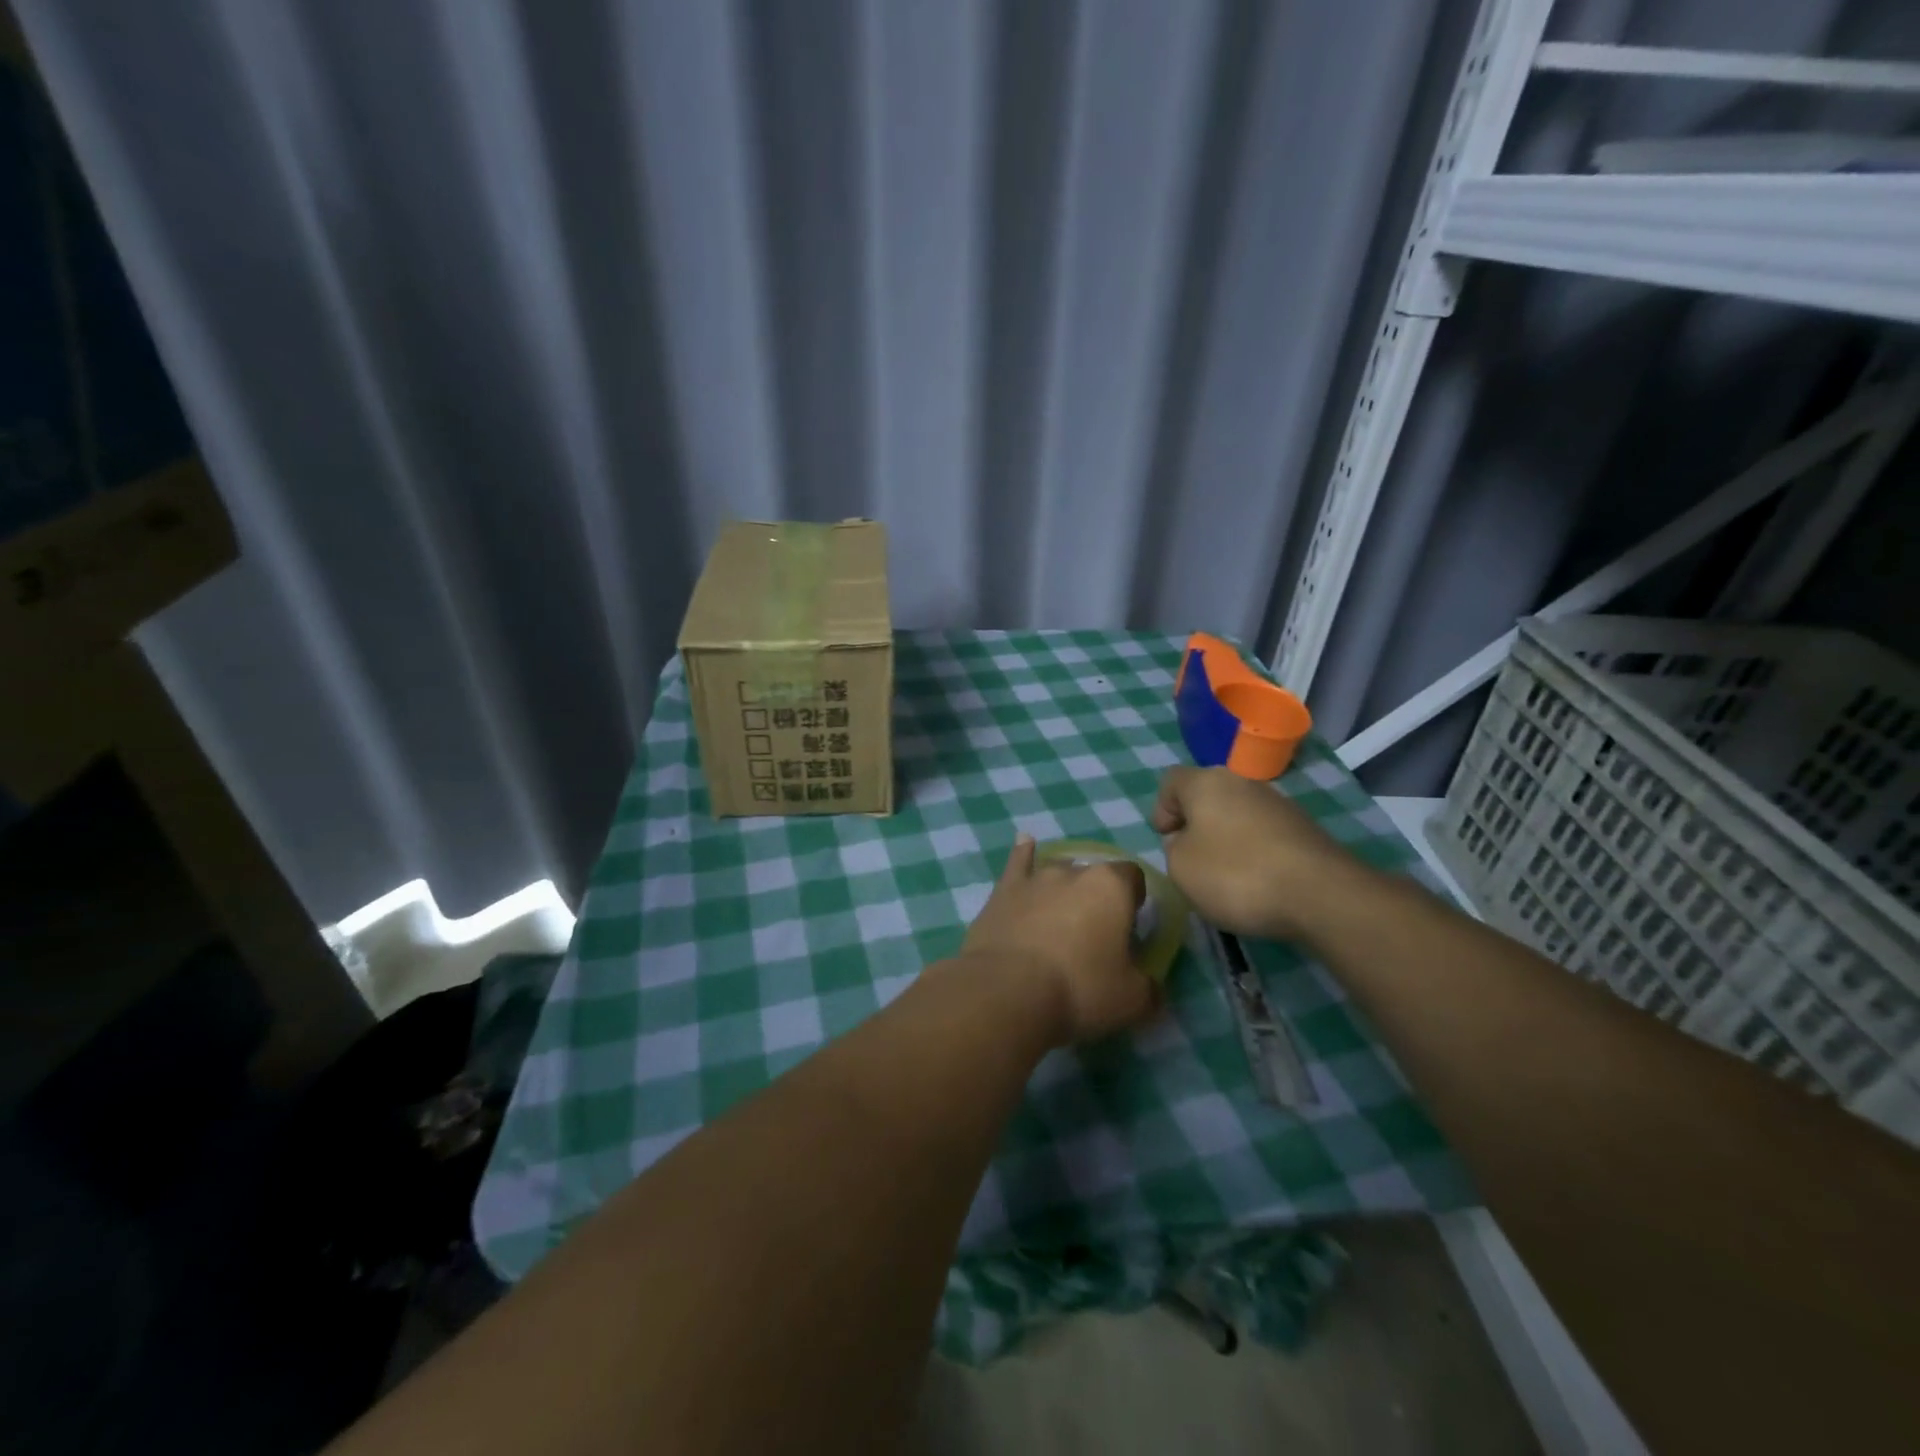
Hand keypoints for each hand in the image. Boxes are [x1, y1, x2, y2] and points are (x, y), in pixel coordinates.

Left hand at [959, 835, 1158, 1044]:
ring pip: (1058, 872)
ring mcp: (1035, 878)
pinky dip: (1023, 853)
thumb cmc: (1078, 989)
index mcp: (1111, 887)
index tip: (1130, 926)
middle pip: (1094, 876)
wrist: (1006, 990)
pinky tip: (1024, 841)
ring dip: (1064, 888)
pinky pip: (1017, 863)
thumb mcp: (1132, 1001)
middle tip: (1094, 934)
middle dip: (1097, 898)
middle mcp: (1073, 872)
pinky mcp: (1003, 891)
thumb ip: (1149, 987)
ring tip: (1062, 914)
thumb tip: (1151, 986)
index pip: (1133, 877)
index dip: (1134, 898)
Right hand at [1151, 766, 1368, 941]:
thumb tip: (1188, 840)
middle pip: (1207, 796)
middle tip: (1193, 860)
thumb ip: (1173, 848)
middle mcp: (1242, 782)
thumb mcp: (1180, 868)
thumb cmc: (1236, 874)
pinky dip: (1255, 852)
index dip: (1162, 809)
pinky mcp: (1304, 828)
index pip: (1170, 781)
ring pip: (1238, 815)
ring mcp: (1278, 803)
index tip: (1167, 841)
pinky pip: (1264, 834)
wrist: (1320, 894)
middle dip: (1197, 825)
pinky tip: (1258, 882)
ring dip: (1227, 839)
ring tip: (1228, 877)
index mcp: (1206, 782)